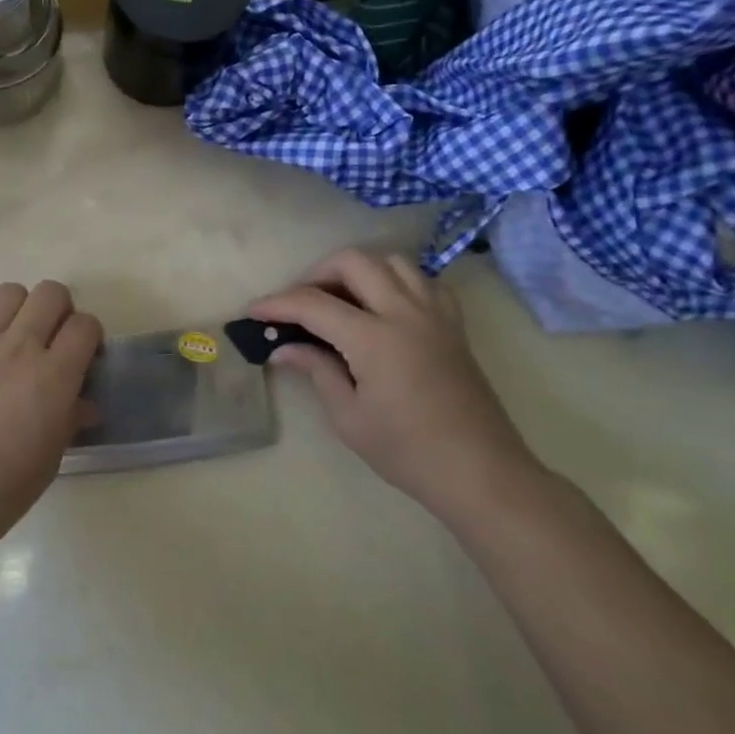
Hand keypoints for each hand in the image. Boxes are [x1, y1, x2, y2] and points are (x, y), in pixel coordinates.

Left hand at [0, 280, 101, 553]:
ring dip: (19, 310)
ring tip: (13, 339)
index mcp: (54, 376)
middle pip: (51, 293)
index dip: (90, 337)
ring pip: (9, 292)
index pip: (85, 325)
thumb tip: (83, 404)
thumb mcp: (51, 458)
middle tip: (52, 341)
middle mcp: (20, 347)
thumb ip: (70, 419)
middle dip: (60, 311)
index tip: (84, 358)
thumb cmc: (3, 488)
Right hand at [250, 249, 542, 522]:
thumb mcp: (349, 417)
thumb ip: (316, 371)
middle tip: (300, 303)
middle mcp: (405, 313)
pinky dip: (396, 281)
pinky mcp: (454, 323)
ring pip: (391, 261)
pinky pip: (423, 280)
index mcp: (375, 339)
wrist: (480, 471)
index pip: (313, 304)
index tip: (253, 312)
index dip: (277, 304)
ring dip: (359, 271)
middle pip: (354, 262)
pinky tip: (384, 307)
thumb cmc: (408, 451)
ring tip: (341, 300)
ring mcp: (435, 314)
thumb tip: (283, 348)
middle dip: (317, 274)